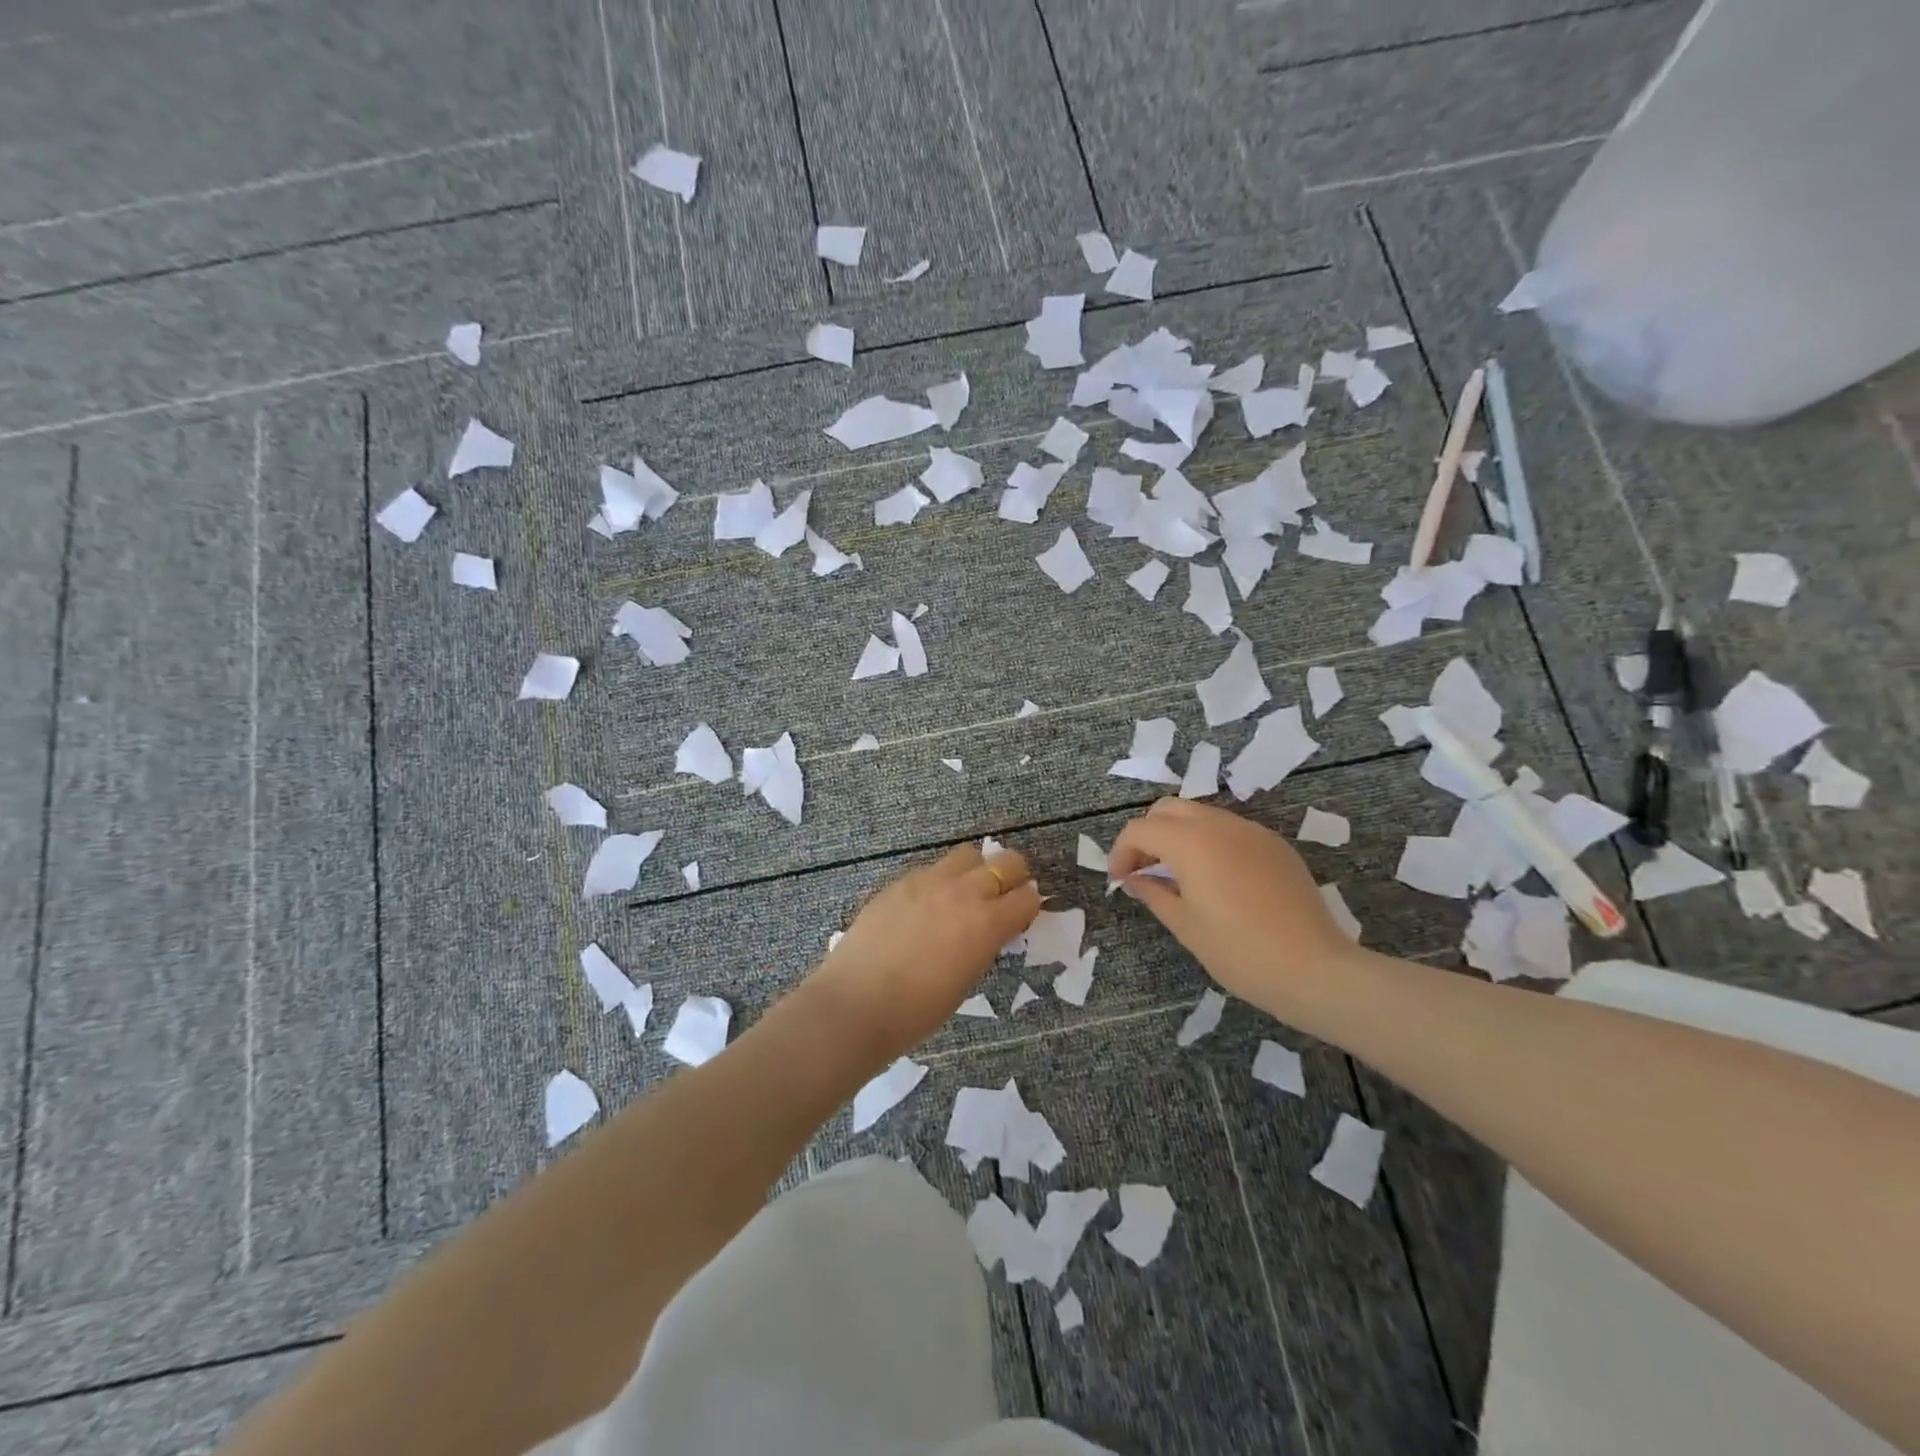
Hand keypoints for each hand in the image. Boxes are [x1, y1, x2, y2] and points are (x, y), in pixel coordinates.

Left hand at [809, 844, 1041, 1061]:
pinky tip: (926, 905)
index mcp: (987, 923)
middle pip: (1006, 862)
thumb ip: (983, 945)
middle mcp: (964, 892)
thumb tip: (987, 930)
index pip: (1027, 898)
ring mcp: (929, 881)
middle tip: (1003, 896)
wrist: (856, 1004)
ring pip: (967, 855)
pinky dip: (939, 880)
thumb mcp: (966, 980)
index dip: (1029, 906)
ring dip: (975, 870)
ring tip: (964, 893)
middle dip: (1012, 876)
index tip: (1023, 915)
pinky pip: (931, 869)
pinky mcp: (900, 881)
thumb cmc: (917, 1011)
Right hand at [1107, 798, 1358, 1018]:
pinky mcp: (1275, 845)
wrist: (1314, 969)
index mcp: (1191, 842)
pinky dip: (1210, 843)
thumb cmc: (1239, 952)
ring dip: (1179, 836)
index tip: (1119, 880)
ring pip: (1201, 815)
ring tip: (1177, 876)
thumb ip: (1153, 893)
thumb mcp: (1185, 926)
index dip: (1121, 851)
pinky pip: (1230, 830)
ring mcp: (1252, 831)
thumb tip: (1134, 879)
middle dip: (1148, 834)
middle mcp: (1220, 825)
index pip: (1140, 829)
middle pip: (1168, 809)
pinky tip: (1216, 880)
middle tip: (1144, 870)